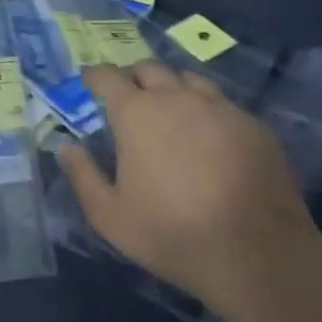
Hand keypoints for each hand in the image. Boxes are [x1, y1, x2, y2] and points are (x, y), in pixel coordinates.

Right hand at [58, 62, 320, 312]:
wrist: (256, 252)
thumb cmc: (172, 233)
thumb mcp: (110, 215)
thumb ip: (83, 175)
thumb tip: (66, 147)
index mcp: (138, 114)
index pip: (109, 77)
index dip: (96, 76)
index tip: (89, 81)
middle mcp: (179, 98)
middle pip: (151, 69)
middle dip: (133, 77)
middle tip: (127, 97)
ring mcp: (221, 108)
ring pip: (190, 80)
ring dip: (172, 88)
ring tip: (169, 110)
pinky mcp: (254, 125)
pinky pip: (223, 105)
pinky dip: (206, 111)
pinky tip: (209, 138)